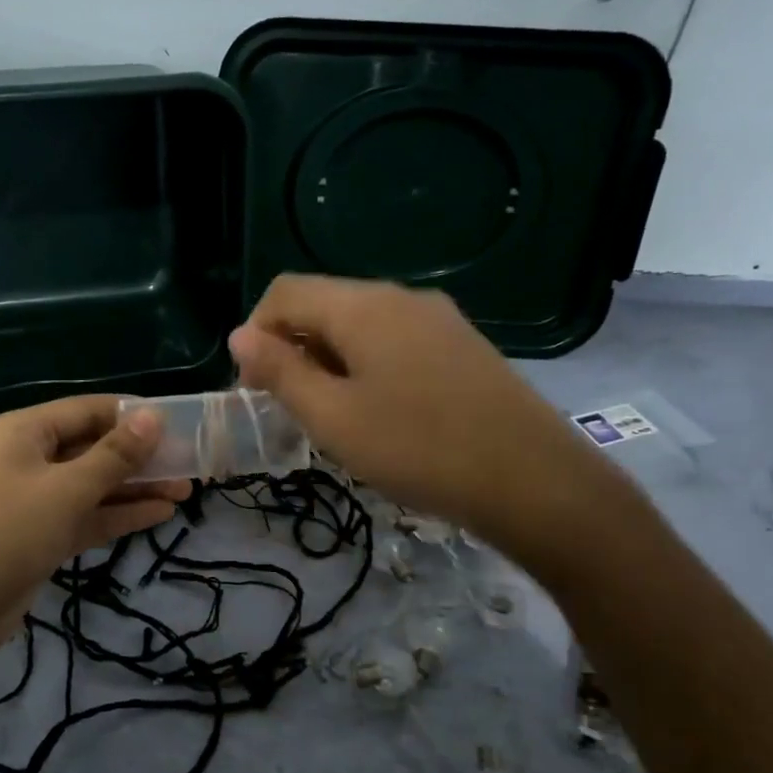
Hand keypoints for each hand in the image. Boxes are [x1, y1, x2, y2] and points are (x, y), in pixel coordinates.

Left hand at [0, 396, 190, 660]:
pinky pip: (84, 515)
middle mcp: (26, 457)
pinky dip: (117, 514)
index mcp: (23, 431)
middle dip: (139, 456)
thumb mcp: (65, 490)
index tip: (177, 424)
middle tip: (189, 463)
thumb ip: (114, 455)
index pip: (88, 409)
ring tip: (186, 489)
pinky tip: (159, 514)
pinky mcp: (38, 535)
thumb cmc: (5, 533)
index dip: (132, 415)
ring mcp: (32, 499)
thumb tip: (153, 416)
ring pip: (92, 484)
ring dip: (135, 487)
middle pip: (92, 447)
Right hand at [228, 274, 622, 564]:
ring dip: (329, 360)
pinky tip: (381, 412)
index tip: (256, 389)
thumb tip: (240, 335)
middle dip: (293, 349)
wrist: (532, 480)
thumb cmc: (418, 449)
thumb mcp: (333, 417)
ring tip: (335, 416)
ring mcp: (438, 318)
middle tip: (293, 409)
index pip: (284, 292)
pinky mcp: (462, 344)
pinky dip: (367, 365)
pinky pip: (395, 340)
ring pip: (360, 324)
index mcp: (362, 306)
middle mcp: (400, 297)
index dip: (256, 334)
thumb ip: (281, 371)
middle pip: (323, 304)